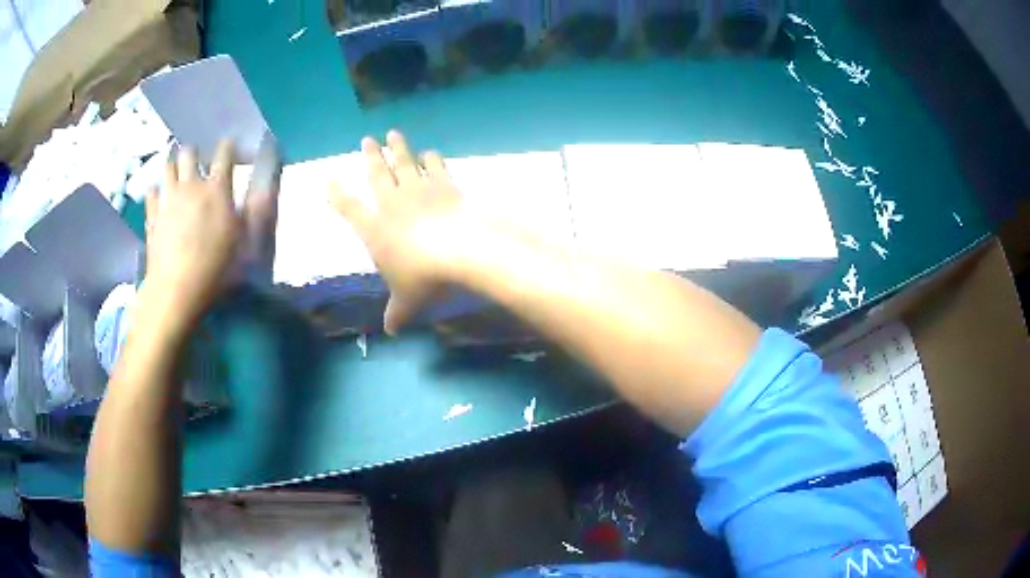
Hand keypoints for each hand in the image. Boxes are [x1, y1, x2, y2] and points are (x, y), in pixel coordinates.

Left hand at [144, 142, 240, 324]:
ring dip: (174, 167)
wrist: (176, 290)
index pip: (224, 153)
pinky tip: (161, 199)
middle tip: (199, 165)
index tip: (231, 149)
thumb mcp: (245, 244)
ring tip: (178, 176)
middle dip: (195, 154)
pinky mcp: (152, 215)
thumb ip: (256, 213)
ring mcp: (168, 199)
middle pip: (189, 152)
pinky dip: (157, 191)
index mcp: (217, 189)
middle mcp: (191, 186)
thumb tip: (268, 189)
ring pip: (168, 166)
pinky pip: (152, 191)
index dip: (229, 147)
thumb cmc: (216, 270)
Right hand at [331, 131, 477, 334]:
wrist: (461, 250)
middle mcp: (392, 204)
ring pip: (404, 163)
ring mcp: (419, 190)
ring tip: (393, 134)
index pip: (349, 209)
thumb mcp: (407, 301)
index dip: (336, 194)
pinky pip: (435, 167)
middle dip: (370, 157)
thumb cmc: (424, 277)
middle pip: (376, 175)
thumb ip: (397, 313)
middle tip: (366, 140)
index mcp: (375, 229)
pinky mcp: (445, 185)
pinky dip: (432, 159)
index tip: (328, 179)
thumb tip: (391, 332)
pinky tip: (431, 152)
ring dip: (398, 148)